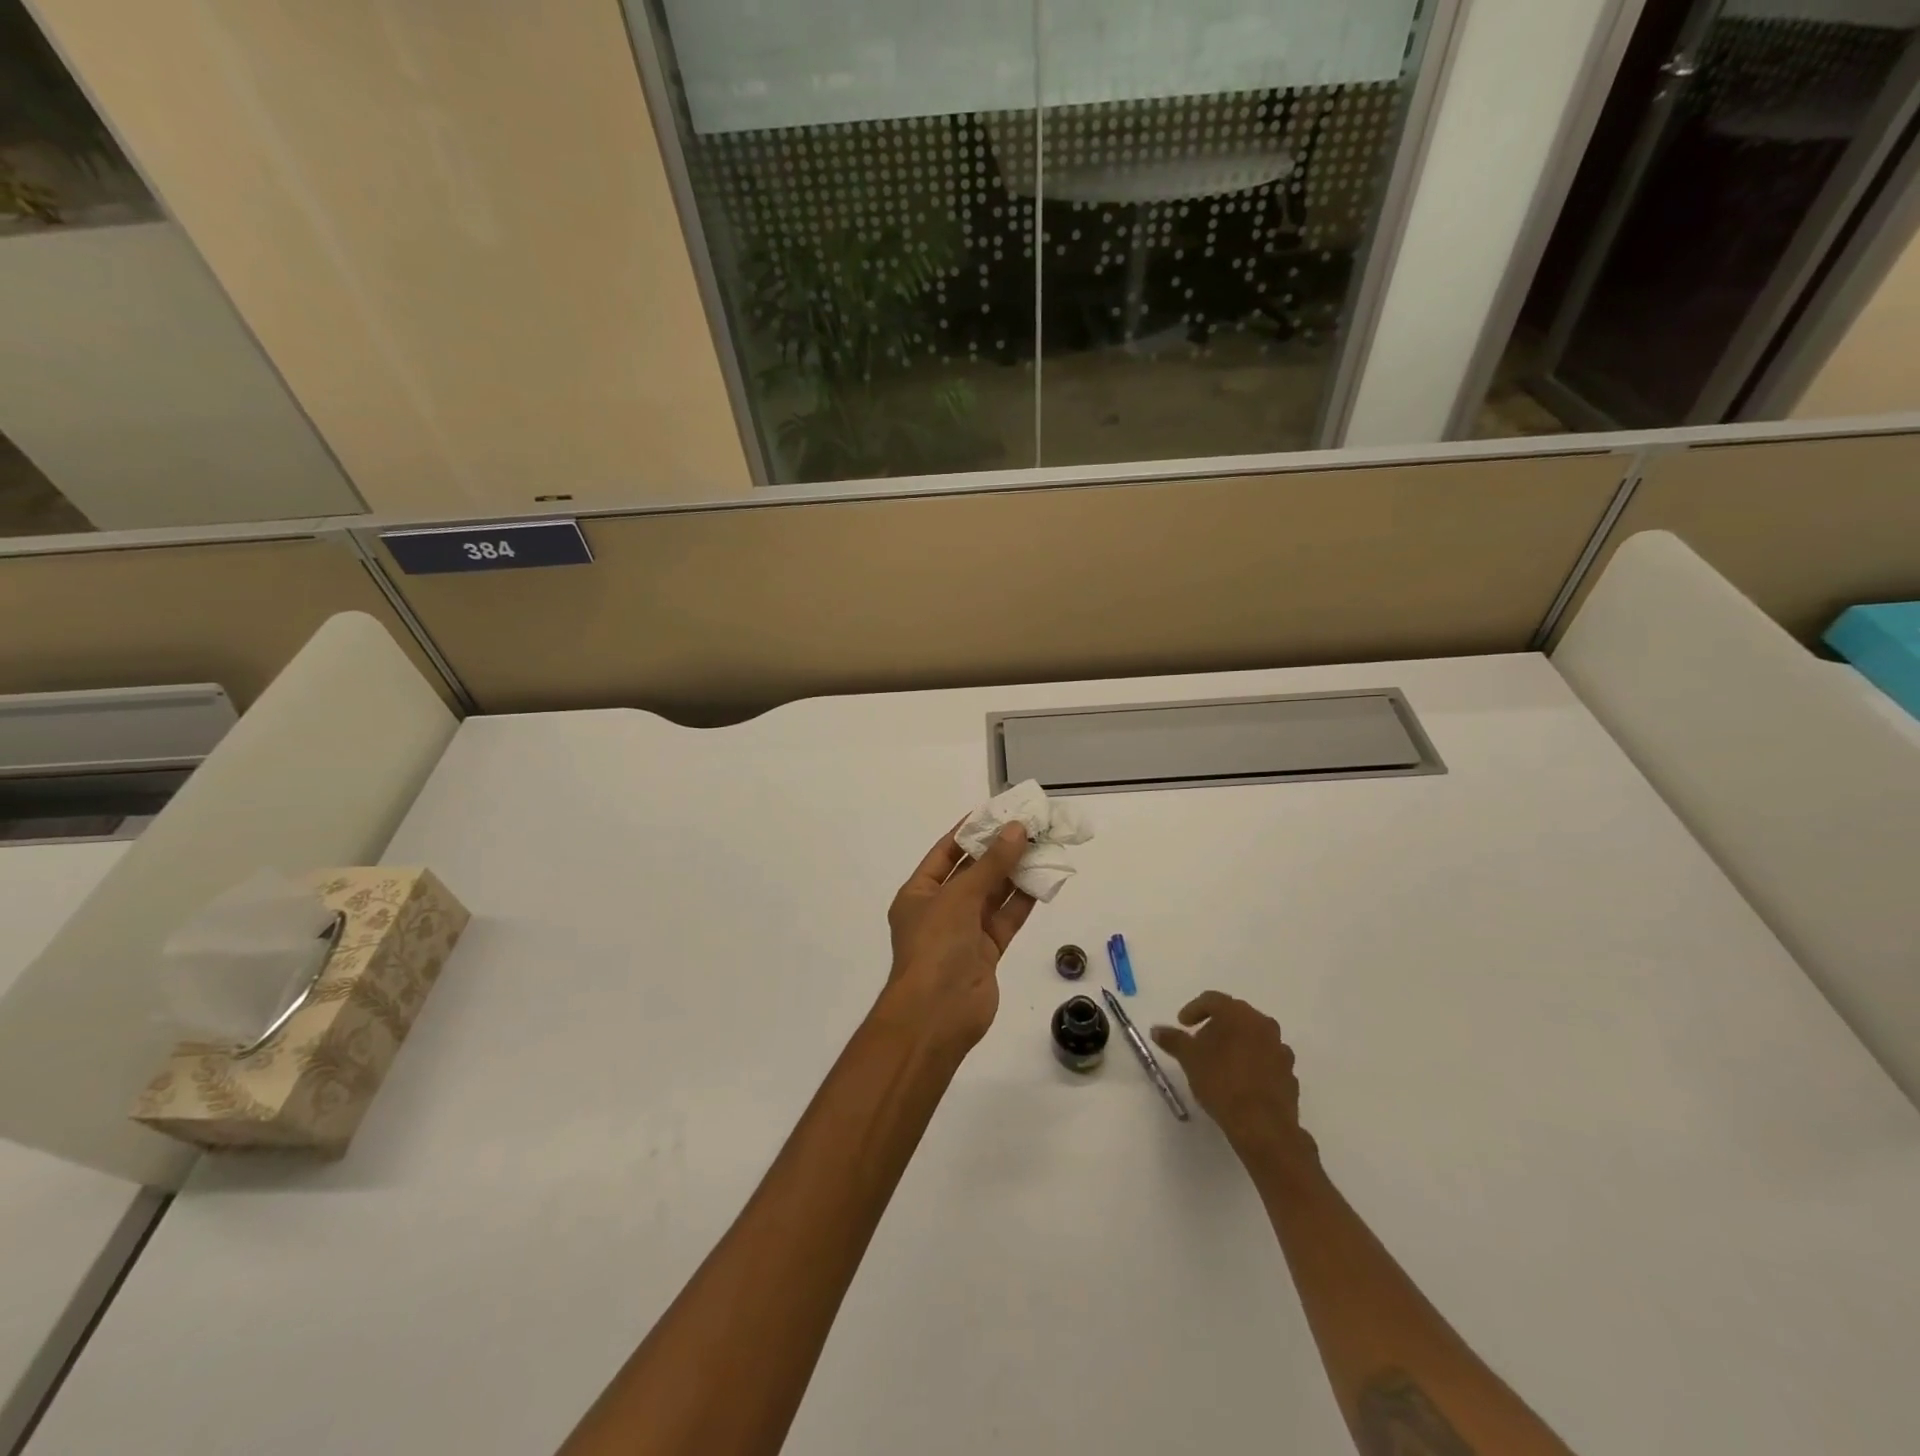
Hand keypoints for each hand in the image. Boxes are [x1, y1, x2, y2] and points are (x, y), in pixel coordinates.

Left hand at [878, 822, 1035, 1054]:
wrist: (937, 1014)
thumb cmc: (936, 946)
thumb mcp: (960, 896)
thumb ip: (992, 864)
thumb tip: (1017, 829)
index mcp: (919, 893)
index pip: (945, 853)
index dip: (970, 831)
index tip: (997, 812)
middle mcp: (940, 909)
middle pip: (972, 872)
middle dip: (998, 851)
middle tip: (1029, 826)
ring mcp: (964, 932)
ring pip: (993, 895)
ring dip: (1015, 872)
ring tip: (1043, 846)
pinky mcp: (987, 951)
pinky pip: (1006, 918)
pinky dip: (1023, 900)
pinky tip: (1044, 878)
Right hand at [1152, 992, 1315, 1163]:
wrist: (1263, 1126)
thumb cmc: (1222, 1082)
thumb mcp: (1189, 1059)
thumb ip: (1173, 1040)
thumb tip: (1157, 1030)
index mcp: (1238, 1014)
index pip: (1213, 1000)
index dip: (1193, 1009)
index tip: (1182, 1024)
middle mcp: (1263, 1024)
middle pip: (1235, 1016)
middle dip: (1215, 1026)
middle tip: (1199, 1042)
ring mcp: (1280, 1049)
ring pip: (1253, 1037)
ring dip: (1236, 1043)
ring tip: (1220, 1063)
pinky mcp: (1289, 1073)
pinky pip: (1266, 1059)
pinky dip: (1251, 1062)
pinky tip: (1240, 1080)